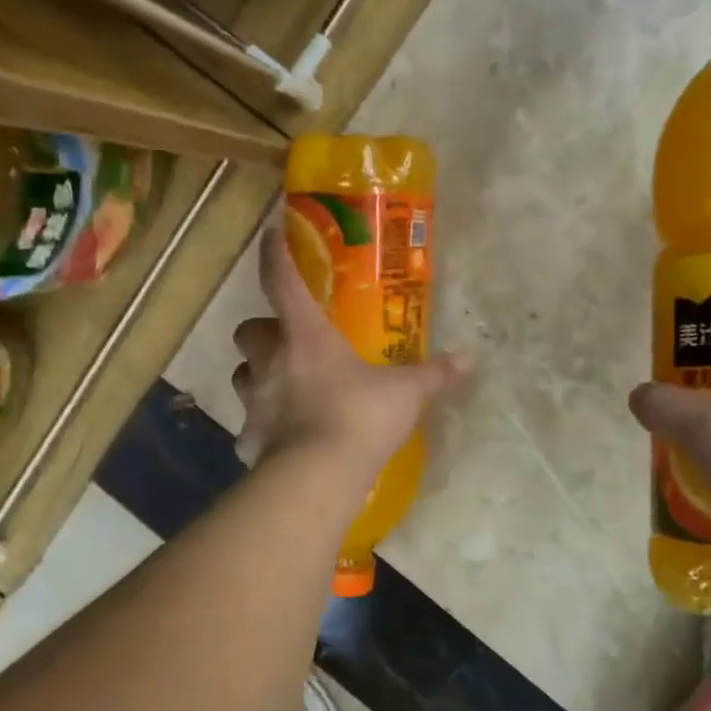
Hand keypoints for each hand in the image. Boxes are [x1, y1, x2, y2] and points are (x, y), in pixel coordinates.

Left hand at [232, 226, 467, 475]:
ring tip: (283, 387)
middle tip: (288, 342)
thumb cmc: (359, 416)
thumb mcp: (405, 393)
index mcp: (304, 337)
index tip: (271, 234)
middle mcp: (270, 362)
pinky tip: (282, 438)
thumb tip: (468, 360)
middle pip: (247, 331)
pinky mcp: (249, 438)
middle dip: (262, 332)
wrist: (319, 475)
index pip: (282, 282)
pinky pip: (249, 426)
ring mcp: (255, 401)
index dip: (276, 256)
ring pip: (242, 374)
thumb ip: (433, 374)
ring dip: (257, 374)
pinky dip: (262, 428)